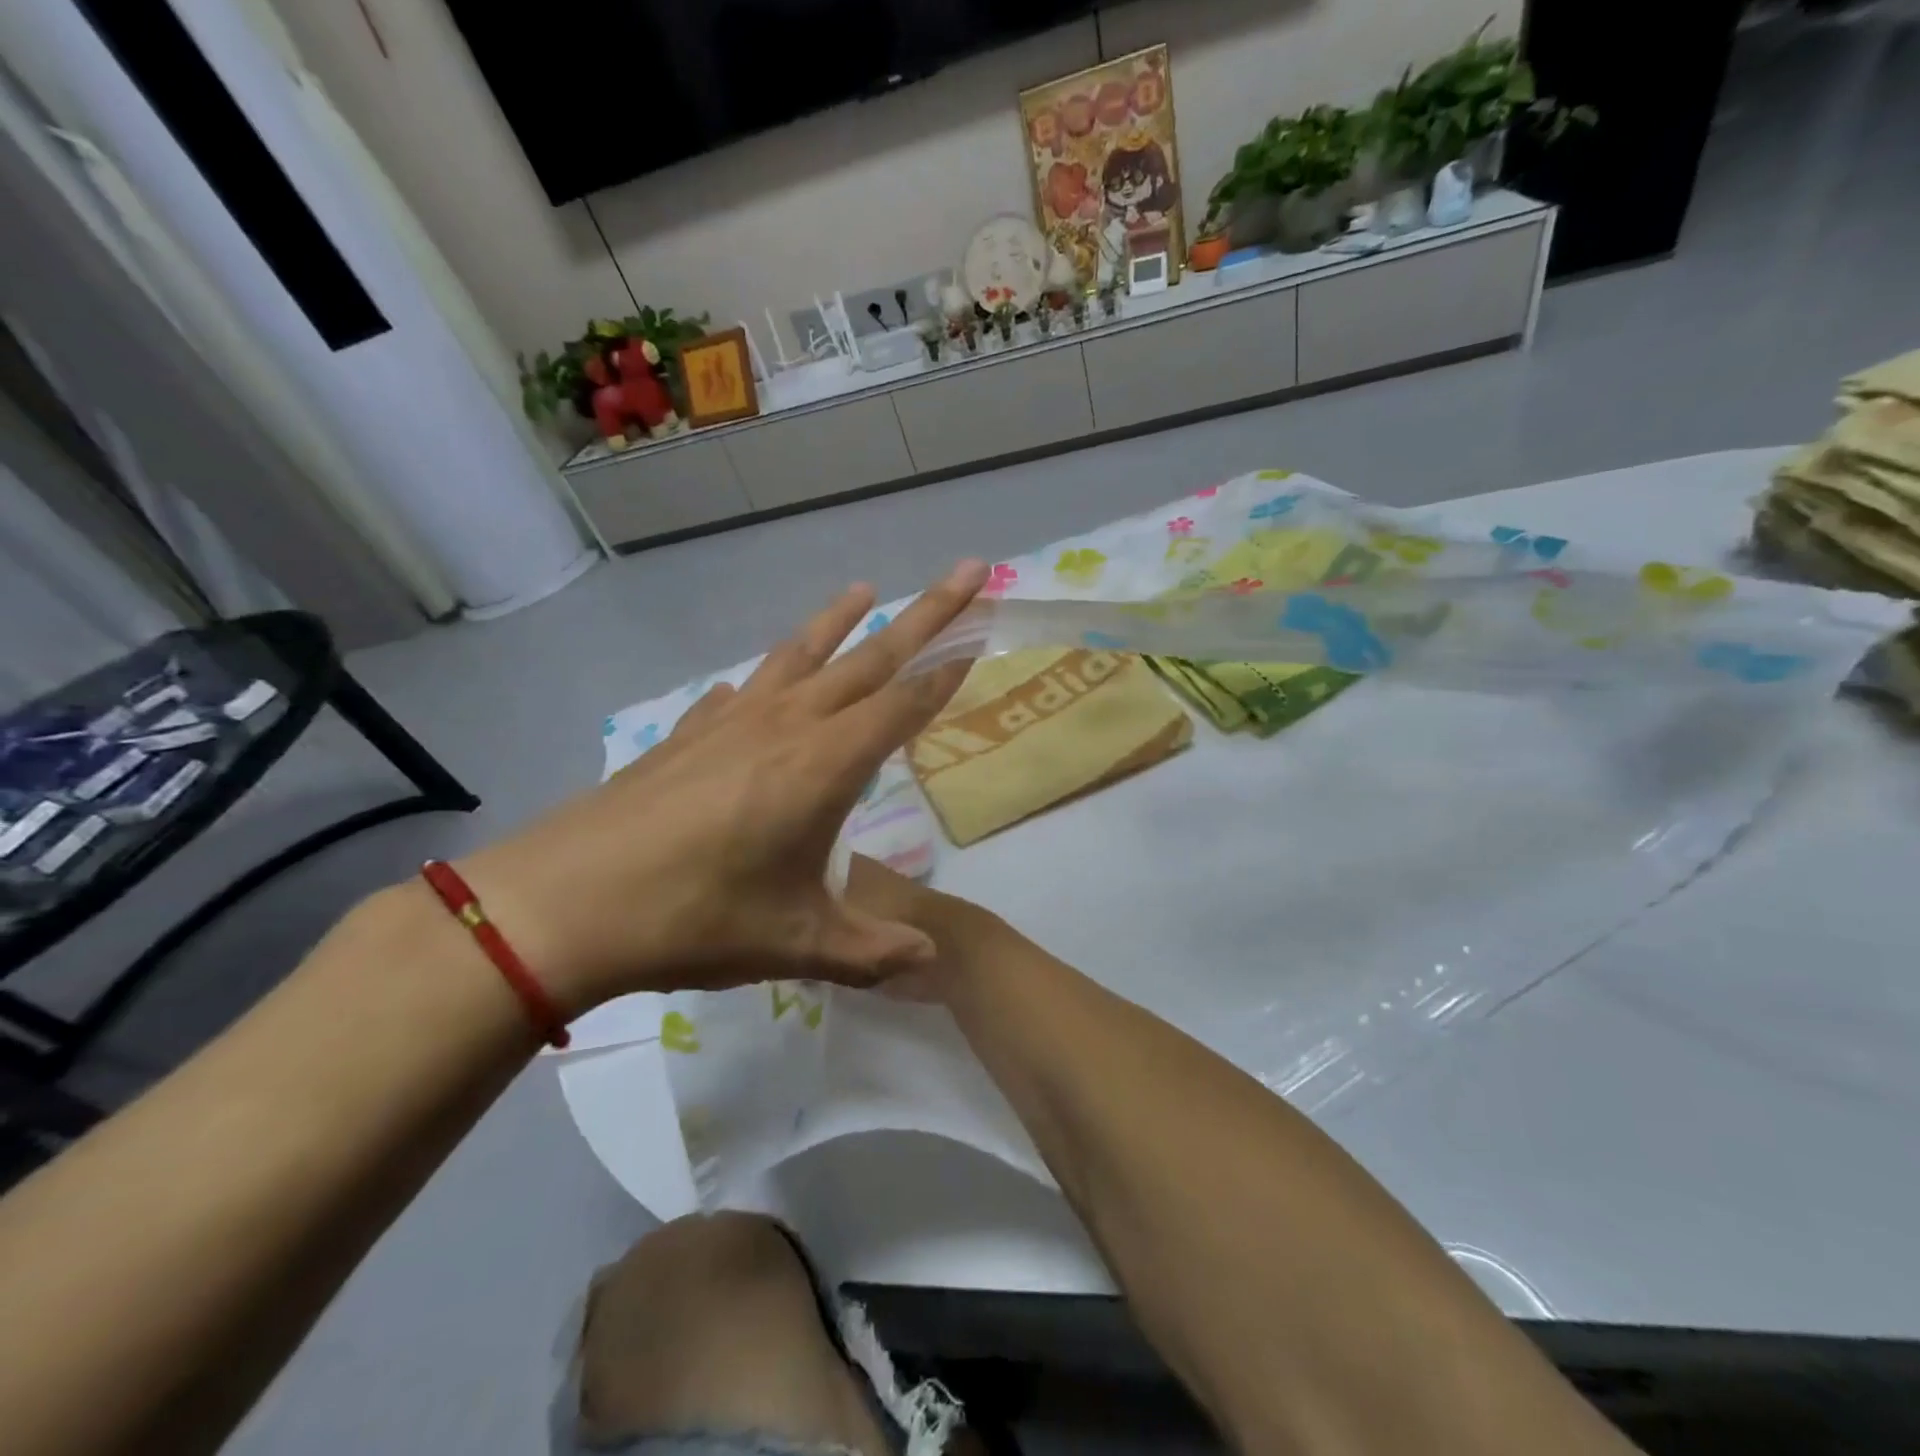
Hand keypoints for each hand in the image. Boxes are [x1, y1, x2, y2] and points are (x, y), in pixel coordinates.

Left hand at [457, 561, 988, 1010]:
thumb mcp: (796, 944)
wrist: (564, 903)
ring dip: (839, 620)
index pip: (904, 704)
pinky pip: (741, 692)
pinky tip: (758, 684)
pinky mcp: (688, 734)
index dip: (948, 672)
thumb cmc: (695, 918)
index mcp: (824, 765)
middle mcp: (786, 725)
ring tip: (865, 589)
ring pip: (801, 654)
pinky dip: (764, 677)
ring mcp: (732, 722)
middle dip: (927, 613)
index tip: (982, 636)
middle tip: (966, 570)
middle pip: (870, 657)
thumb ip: (871, 950)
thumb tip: (929, 961)